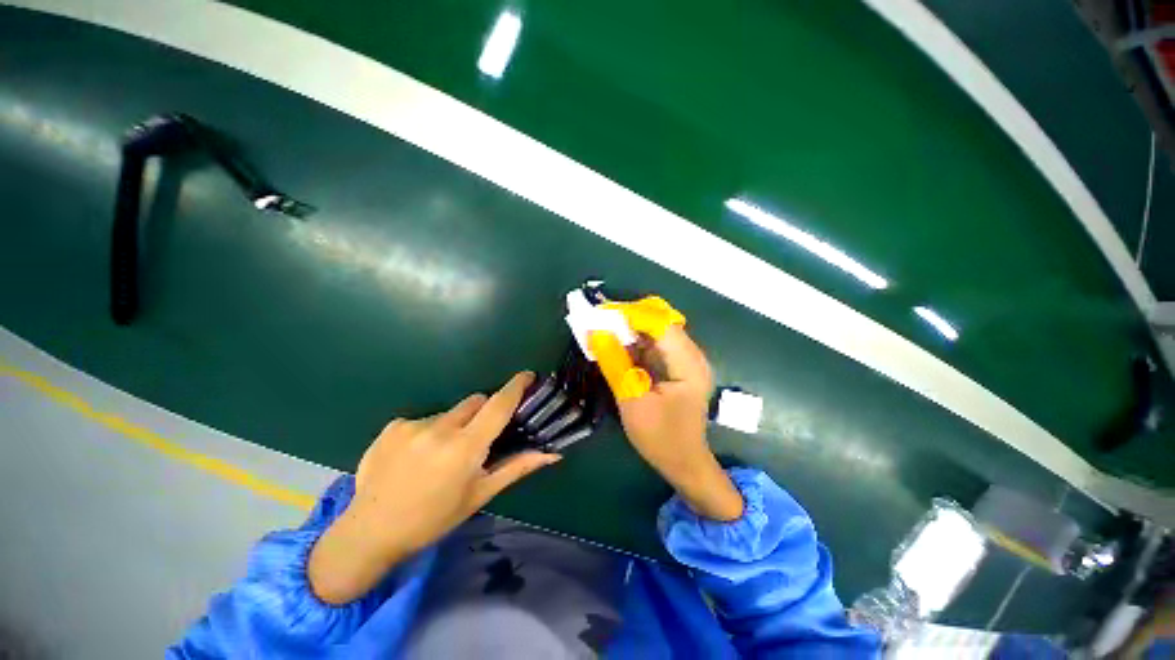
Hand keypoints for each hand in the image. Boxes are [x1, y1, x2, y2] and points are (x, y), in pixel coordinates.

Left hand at [308, 372, 559, 603]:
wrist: (370, 532)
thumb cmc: (434, 518)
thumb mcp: (480, 494)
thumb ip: (518, 467)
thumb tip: (553, 453)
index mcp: (465, 447)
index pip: (498, 405)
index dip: (516, 386)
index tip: (528, 376)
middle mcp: (440, 429)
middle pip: (475, 402)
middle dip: (483, 413)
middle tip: (477, 439)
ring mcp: (413, 425)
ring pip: (450, 411)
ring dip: (455, 424)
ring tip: (441, 454)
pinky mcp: (393, 426)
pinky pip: (424, 419)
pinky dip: (429, 431)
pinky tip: (416, 456)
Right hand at [618, 325, 743, 521]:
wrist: (684, 463)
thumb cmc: (660, 438)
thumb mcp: (632, 401)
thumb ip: (615, 364)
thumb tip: (596, 333)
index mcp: (688, 364)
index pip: (660, 324)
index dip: (630, 314)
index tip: (600, 314)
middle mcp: (691, 355)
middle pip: (660, 321)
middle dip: (628, 318)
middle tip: (599, 320)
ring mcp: (685, 359)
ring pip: (655, 330)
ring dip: (629, 328)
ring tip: (602, 329)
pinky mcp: (676, 365)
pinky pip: (654, 344)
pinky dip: (633, 342)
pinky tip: (615, 345)